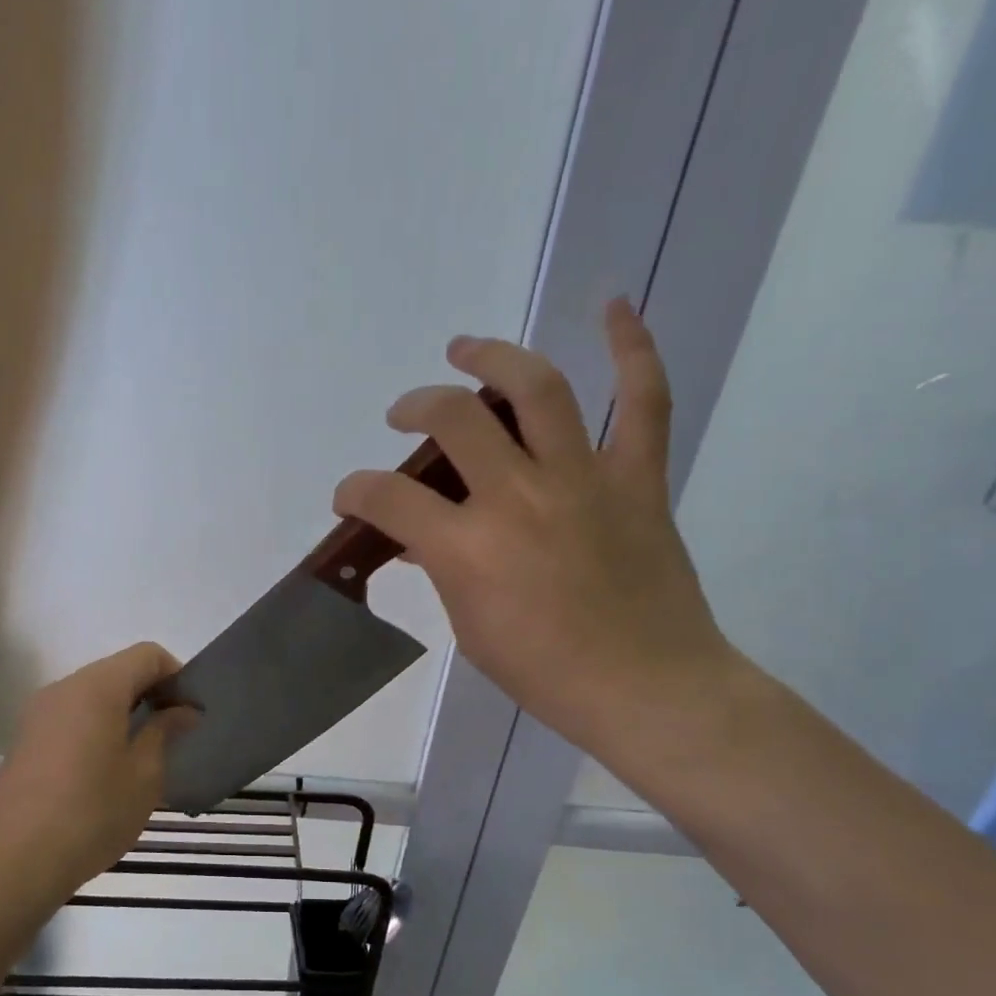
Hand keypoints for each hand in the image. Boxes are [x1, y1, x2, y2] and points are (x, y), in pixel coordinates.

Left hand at [0, 643, 195, 898]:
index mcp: (96, 688)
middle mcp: (64, 688)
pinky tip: (107, 767)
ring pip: (93, 693)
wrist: (18, 861)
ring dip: (124, 710)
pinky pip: (72, 715)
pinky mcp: (26, 738)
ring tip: (143, 753)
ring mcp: (39, 712)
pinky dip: (98, 725)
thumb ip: (165, 731)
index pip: (147, 655)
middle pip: (118, 670)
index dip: (177, 676)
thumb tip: (183, 710)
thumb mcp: (144, 774)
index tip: (190, 713)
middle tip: (174, 733)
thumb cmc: (93, 814)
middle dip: (151, 692)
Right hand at [332, 299, 733, 758]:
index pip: (388, 496)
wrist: (645, 688)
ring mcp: (582, 479)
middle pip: (453, 418)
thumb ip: (443, 572)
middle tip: (406, 415)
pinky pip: (642, 400)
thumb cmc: (544, 673)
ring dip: (492, 357)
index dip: (355, 489)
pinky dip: (631, 349)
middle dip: (415, 407)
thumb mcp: (470, 628)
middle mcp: (518, 496)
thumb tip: (425, 541)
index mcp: (468, 547)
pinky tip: (612, 307)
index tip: (350, 495)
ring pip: (535, 389)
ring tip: (464, 350)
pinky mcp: (637, 478)